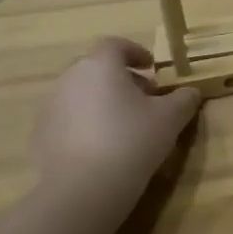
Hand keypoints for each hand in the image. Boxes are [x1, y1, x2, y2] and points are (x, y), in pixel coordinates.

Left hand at [31, 38, 199, 198]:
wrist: (84, 189)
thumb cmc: (132, 141)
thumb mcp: (170, 118)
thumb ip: (183, 99)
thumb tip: (191, 92)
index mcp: (100, 65)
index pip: (116, 45)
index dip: (136, 52)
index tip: (152, 68)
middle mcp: (70, 78)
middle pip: (96, 68)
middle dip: (121, 78)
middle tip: (143, 98)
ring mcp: (51, 107)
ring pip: (81, 94)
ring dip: (102, 101)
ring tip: (124, 126)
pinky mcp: (41, 135)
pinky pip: (68, 120)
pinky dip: (86, 124)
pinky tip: (103, 148)